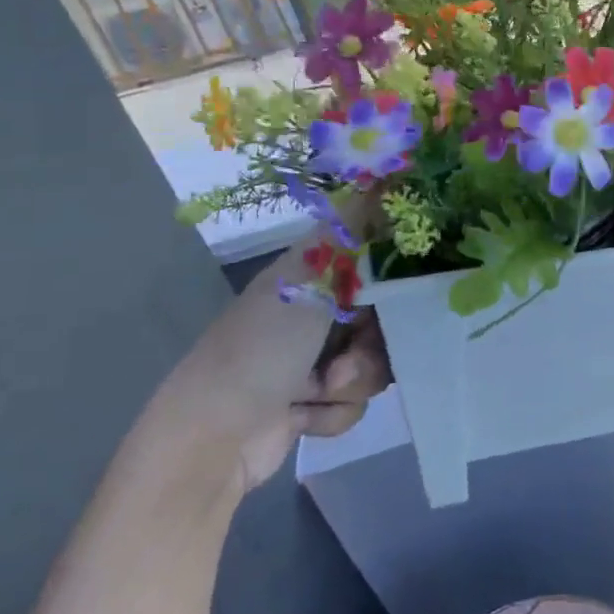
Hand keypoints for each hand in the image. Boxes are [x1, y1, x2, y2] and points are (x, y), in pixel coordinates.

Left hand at [158, 240, 394, 493]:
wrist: (212, 439)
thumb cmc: (261, 349)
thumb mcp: (309, 281)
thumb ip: (353, 232)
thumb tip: (385, 174)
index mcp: (312, 275)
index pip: (377, 263)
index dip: (395, 281)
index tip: (401, 298)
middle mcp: (318, 312)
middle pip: (384, 321)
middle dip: (373, 347)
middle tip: (347, 359)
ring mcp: (316, 359)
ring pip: (375, 364)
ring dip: (353, 382)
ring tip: (320, 391)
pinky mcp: (314, 402)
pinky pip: (355, 402)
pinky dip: (332, 412)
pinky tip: (302, 416)